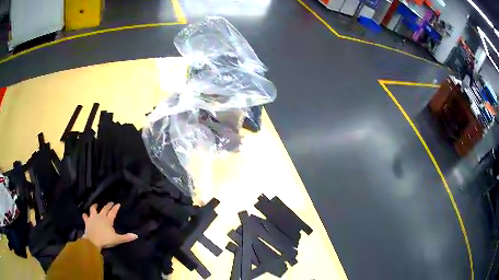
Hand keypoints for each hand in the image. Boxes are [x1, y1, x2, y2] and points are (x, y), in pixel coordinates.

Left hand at [82, 202, 137, 249]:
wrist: (93, 241)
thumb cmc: (105, 240)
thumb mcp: (117, 239)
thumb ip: (126, 237)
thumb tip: (136, 235)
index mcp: (108, 220)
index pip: (113, 212)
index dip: (115, 208)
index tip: (118, 204)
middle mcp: (100, 216)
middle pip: (104, 209)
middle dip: (108, 205)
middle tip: (110, 202)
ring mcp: (93, 218)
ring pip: (93, 209)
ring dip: (94, 206)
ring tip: (96, 204)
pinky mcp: (87, 221)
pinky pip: (85, 216)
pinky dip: (85, 215)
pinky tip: (85, 214)